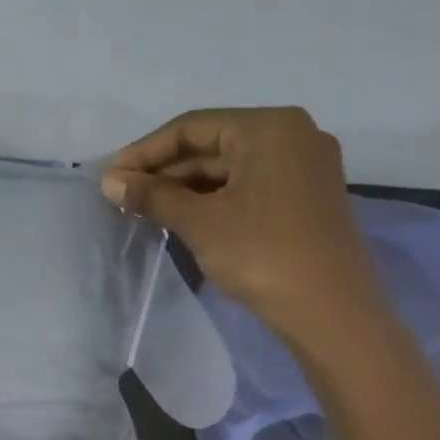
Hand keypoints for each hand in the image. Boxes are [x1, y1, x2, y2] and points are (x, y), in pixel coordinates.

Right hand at [100, 107, 385, 342]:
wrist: (331, 312)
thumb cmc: (262, 254)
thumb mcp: (199, 222)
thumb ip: (152, 196)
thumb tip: (109, 181)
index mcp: (269, 127)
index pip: (191, 127)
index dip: (144, 151)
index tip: (109, 176)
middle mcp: (293, 135)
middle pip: (212, 143)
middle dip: (164, 170)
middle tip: (122, 195)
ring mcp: (304, 167)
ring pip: (230, 167)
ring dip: (185, 186)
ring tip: (144, 209)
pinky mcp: (307, 197)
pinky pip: (249, 185)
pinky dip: (213, 198)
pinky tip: (182, 217)